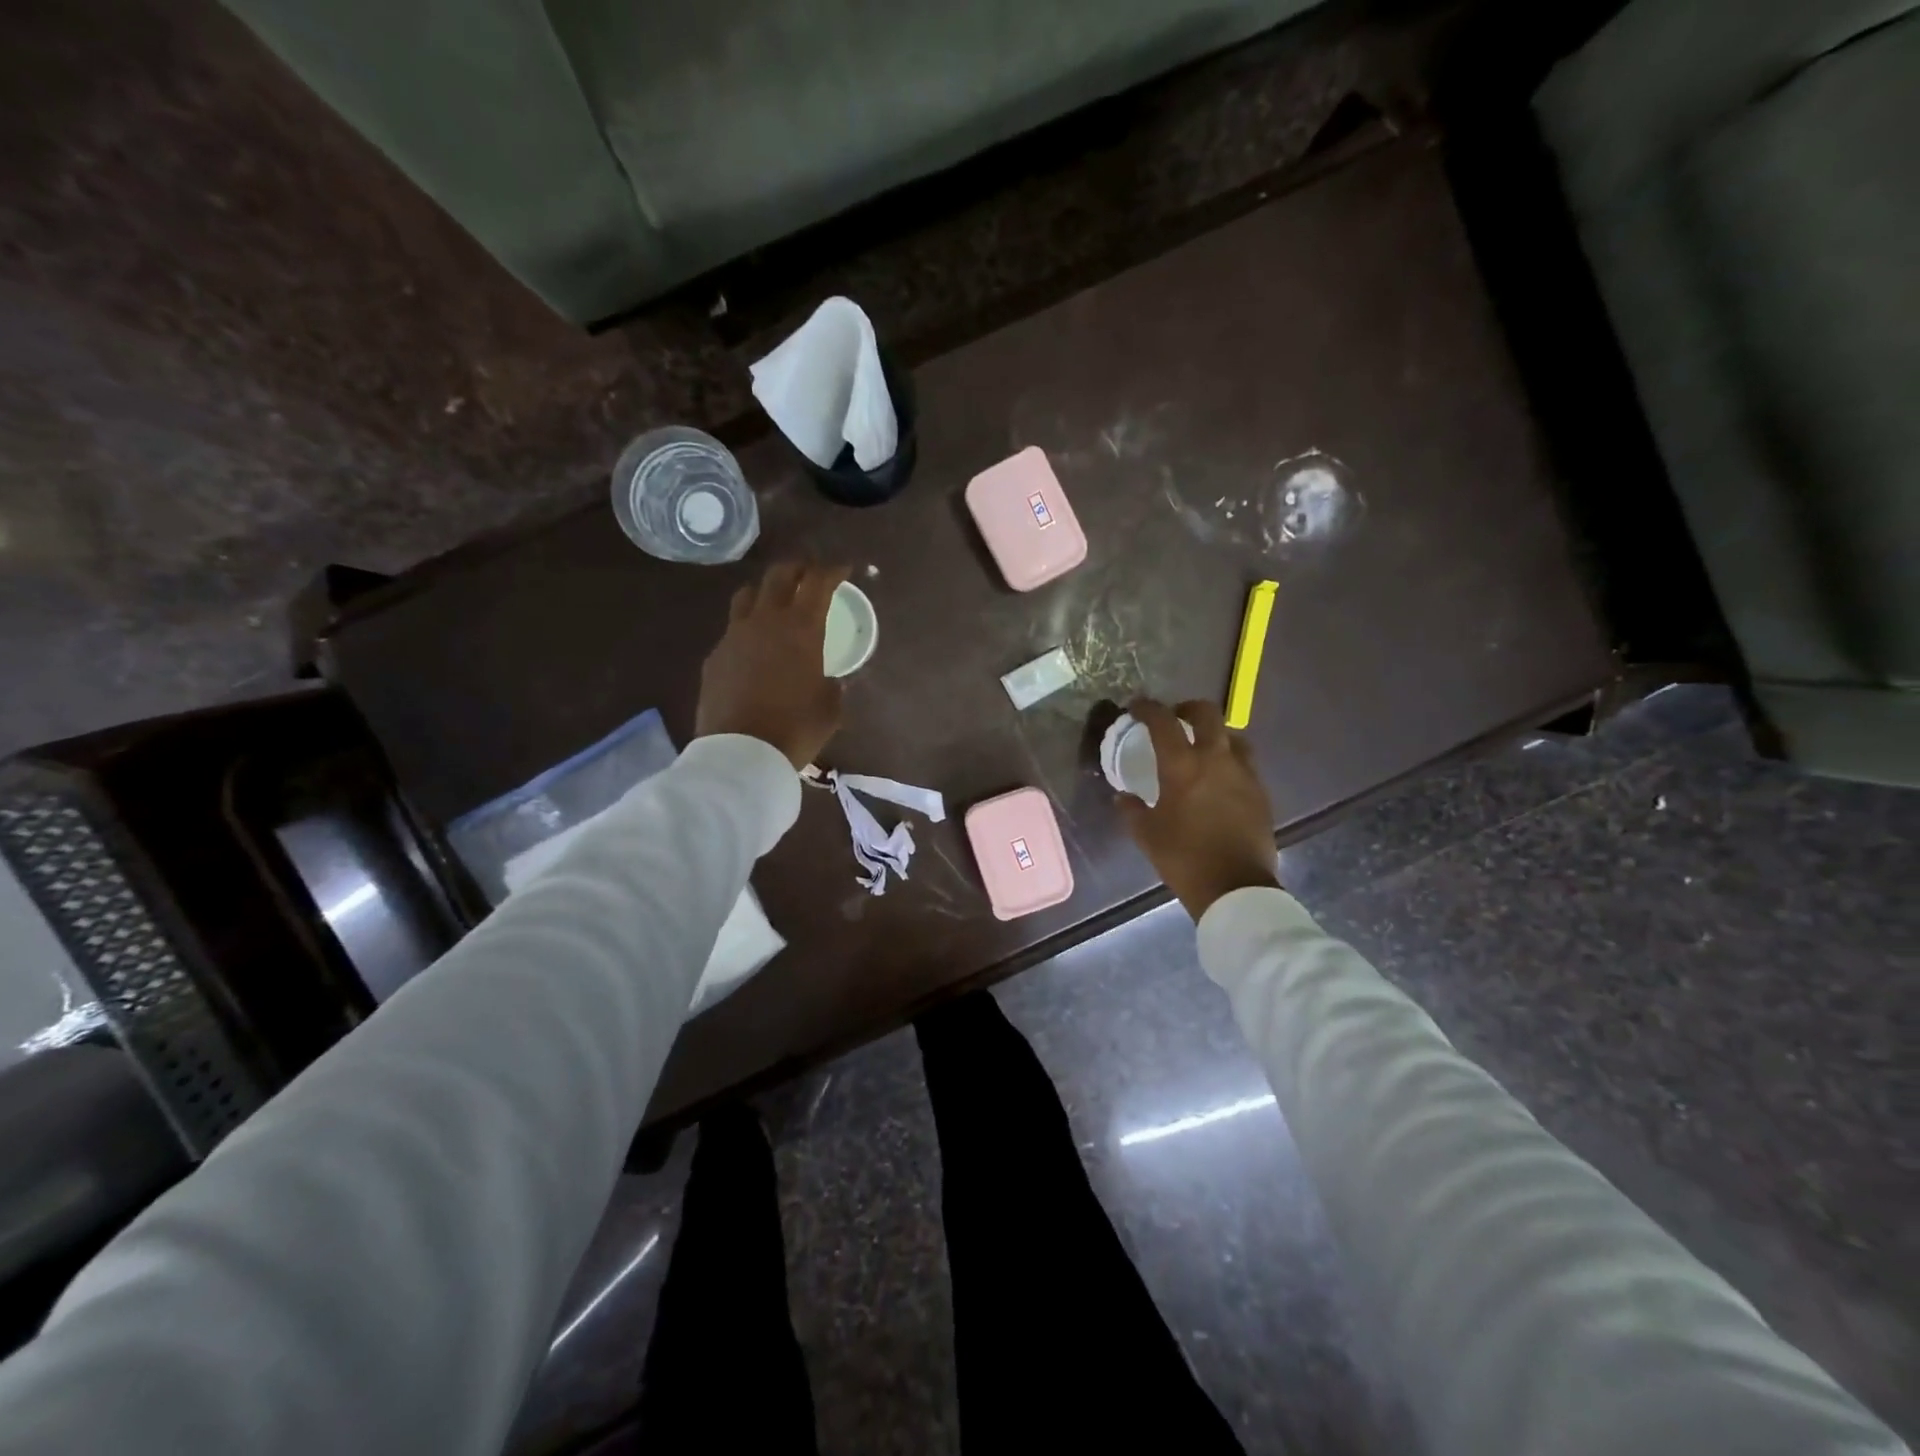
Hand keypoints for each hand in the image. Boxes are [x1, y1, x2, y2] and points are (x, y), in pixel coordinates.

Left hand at [697, 562, 849, 769]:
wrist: (742, 754)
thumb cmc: (797, 729)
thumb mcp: (831, 708)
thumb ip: (834, 685)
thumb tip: (832, 679)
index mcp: (802, 629)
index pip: (818, 582)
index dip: (833, 570)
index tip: (844, 569)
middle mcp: (766, 621)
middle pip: (779, 575)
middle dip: (798, 568)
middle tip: (809, 574)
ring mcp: (734, 636)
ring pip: (748, 595)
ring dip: (766, 590)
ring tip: (775, 600)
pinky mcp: (715, 656)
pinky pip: (732, 629)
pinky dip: (747, 627)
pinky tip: (753, 647)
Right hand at [1118, 698, 1279, 918]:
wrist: (1235, 887)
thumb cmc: (1183, 858)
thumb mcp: (1146, 834)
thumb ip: (1131, 809)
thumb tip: (1123, 797)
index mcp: (1182, 765)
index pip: (1163, 721)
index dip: (1148, 708)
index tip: (1137, 707)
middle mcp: (1216, 759)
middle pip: (1207, 714)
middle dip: (1188, 708)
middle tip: (1175, 718)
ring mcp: (1244, 774)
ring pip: (1232, 736)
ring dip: (1215, 734)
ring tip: (1202, 748)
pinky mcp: (1260, 792)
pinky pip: (1245, 763)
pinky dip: (1229, 760)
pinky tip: (1220, 779)